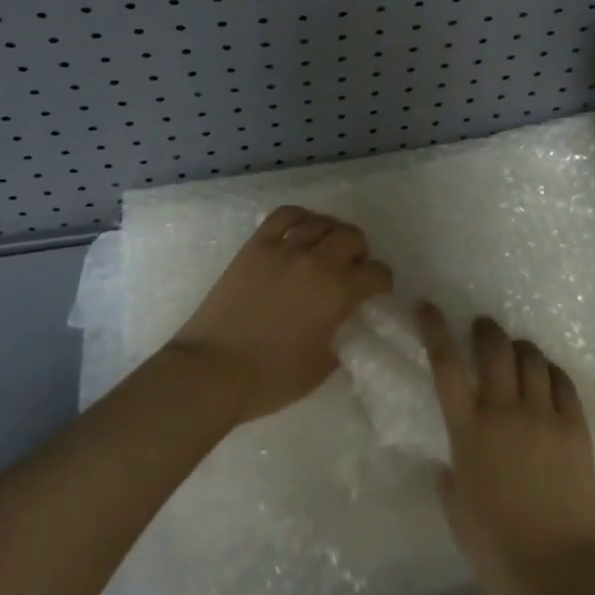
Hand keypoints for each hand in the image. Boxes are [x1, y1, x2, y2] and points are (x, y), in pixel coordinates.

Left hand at [169, 206, 392, 424]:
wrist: (213, 370)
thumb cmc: (270, 379)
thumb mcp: (321, 367)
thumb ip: (343, 336)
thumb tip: (349, 320)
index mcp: (337, 292)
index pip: (376, 273)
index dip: (381, 282)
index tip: (375, 292)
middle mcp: (316, 261)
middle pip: (352, 236)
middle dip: (360, 252)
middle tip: (352, 269)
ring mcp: (284, 248)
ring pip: (321, 222)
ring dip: (332, 233)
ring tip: (327, 247)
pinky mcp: (257, 245)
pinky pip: (285, 215)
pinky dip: (300, 216)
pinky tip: (302, 228)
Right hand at [419, 304, 594, 594]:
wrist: (567, 575)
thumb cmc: (501, 553)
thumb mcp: (459, 517)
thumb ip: (450, 481)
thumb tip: (451, 463)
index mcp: (469, 431)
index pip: (446, 364)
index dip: (434, 328)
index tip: (427, 305)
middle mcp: (505, 410)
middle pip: (495, 347)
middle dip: (485, 329)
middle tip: (481, 329)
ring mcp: (544, 415)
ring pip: (531, 357)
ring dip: (519, 348)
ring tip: (516, 355)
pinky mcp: (576, 426)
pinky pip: (562, 381)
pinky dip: (551, 372)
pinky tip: (547, 379)